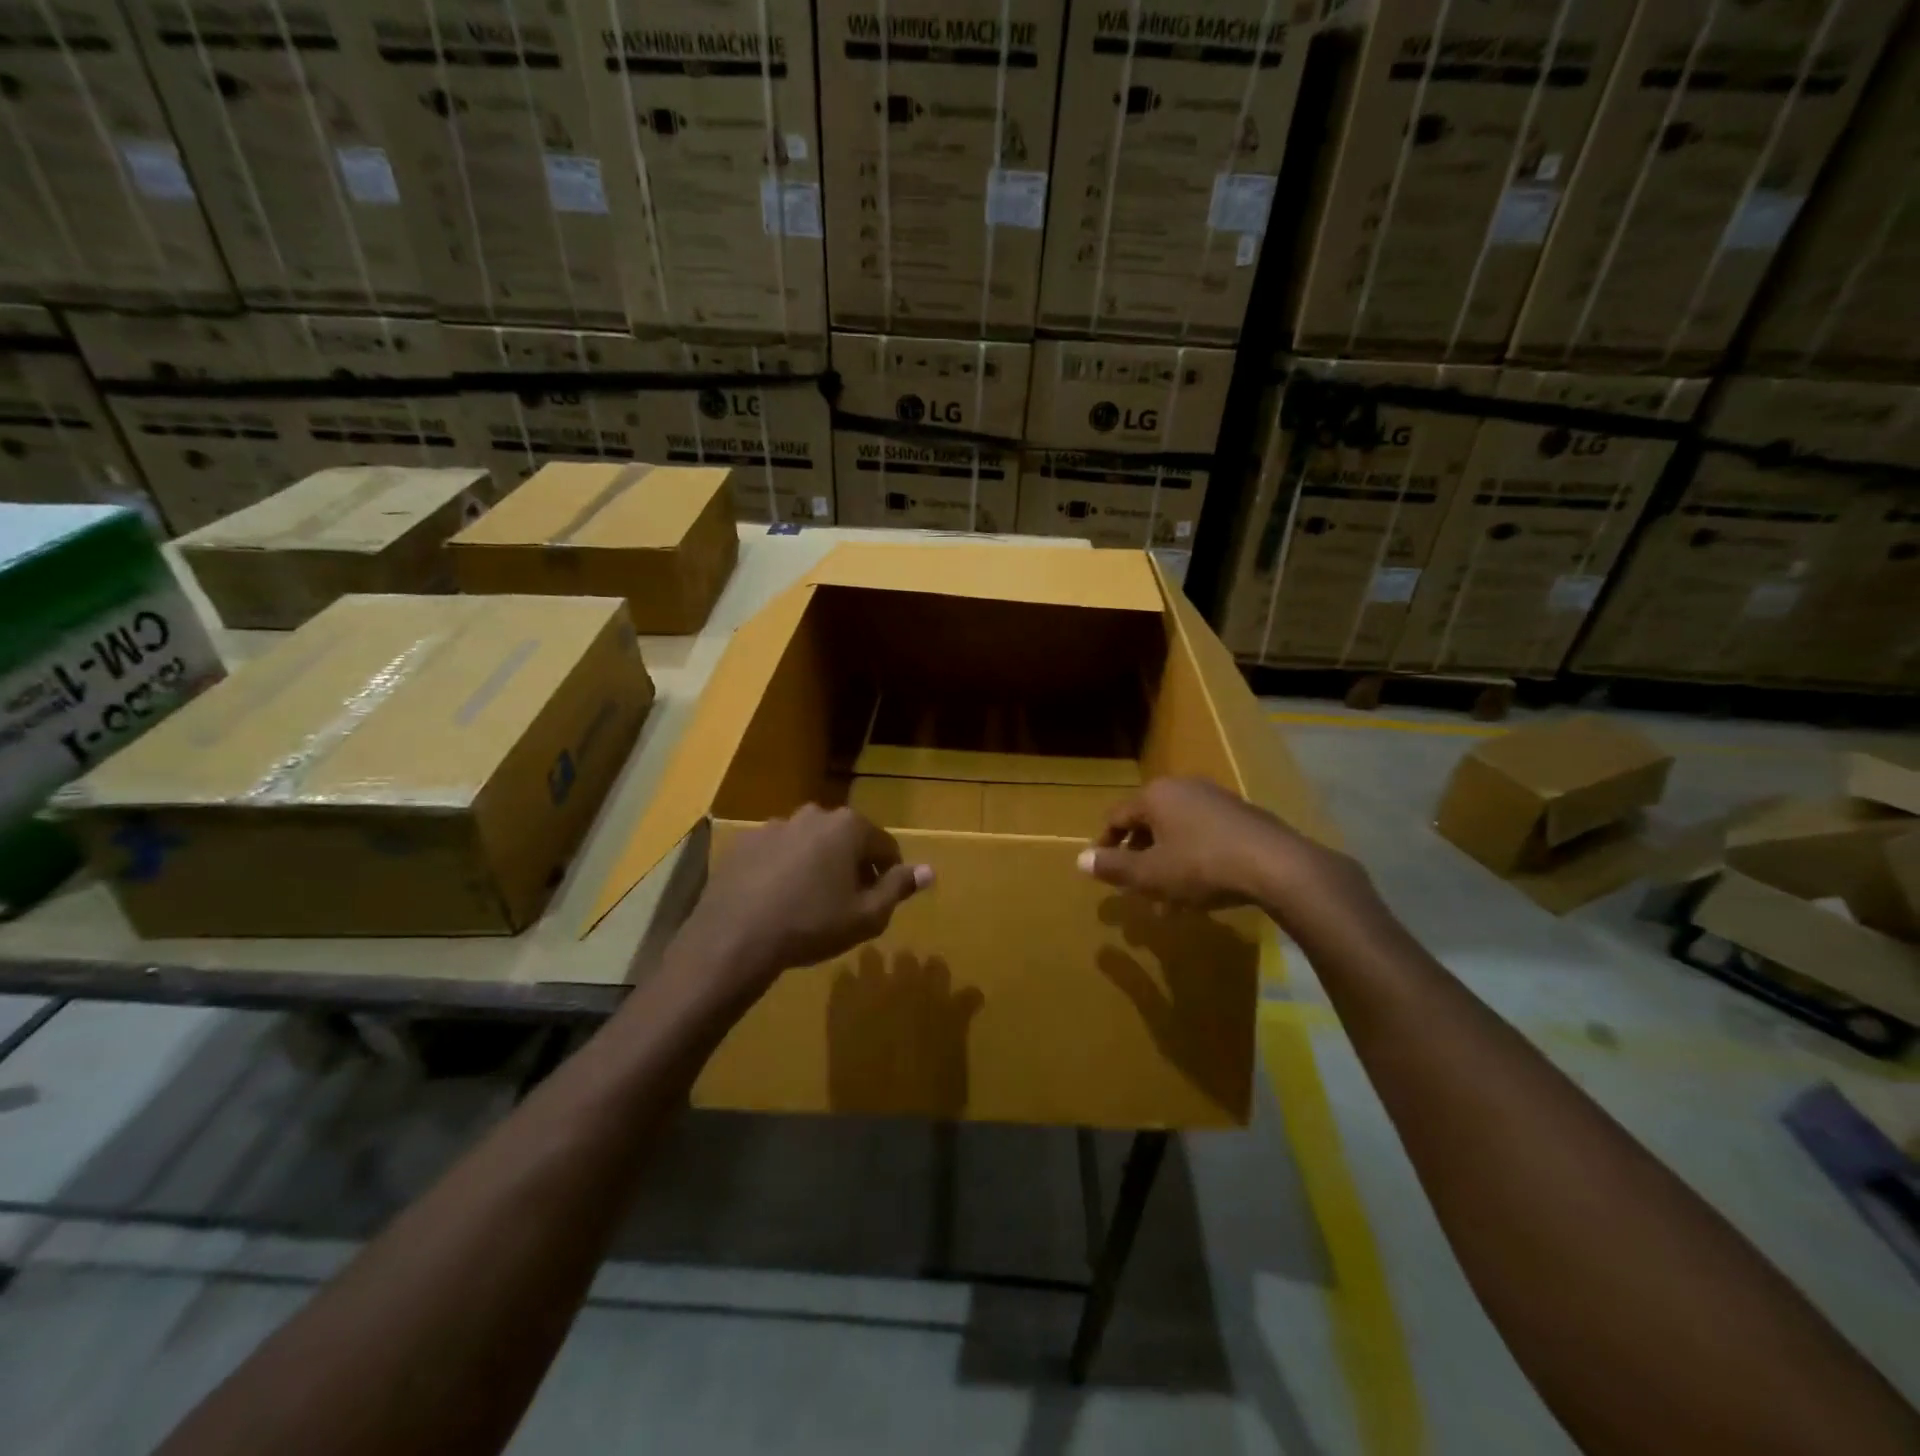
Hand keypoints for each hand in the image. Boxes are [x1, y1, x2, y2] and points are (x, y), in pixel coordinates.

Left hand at [679, 805, 932, 995]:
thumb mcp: (866, 915)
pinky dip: (784, 869)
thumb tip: (929, 870)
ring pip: (811, 844)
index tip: (879, 901)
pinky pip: (778, 852)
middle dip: (852, 866)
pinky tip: (777, 900)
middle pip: (847, 839)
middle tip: (846, 903)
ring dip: (817, 864)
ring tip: (809, 903)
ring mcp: (776, 825)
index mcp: (849, 826)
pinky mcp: (745, 841)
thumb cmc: (812, 924)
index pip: (885, 846)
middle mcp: (814, 814)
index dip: (888, 874)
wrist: (735, 937)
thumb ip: (899, 887)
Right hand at [1076, 777, 1367, 918]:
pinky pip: (1203, 836)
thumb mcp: (1151, 874)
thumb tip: (1080, 860)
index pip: (1117, 816)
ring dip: (1166, 863)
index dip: (1104, 844)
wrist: (1277, 865)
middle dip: (1139, 857)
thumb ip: (1113, 867)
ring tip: (1166, 900)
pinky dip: (1192, 859)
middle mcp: (1183, 788)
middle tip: (1134, 887)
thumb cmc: (1202, 866)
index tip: (1101, 869)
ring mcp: (1216, 799)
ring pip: (1177, 832)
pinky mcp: (1242, 815)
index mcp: (1155, 795)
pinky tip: (1199, 892)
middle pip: (1148, 823)